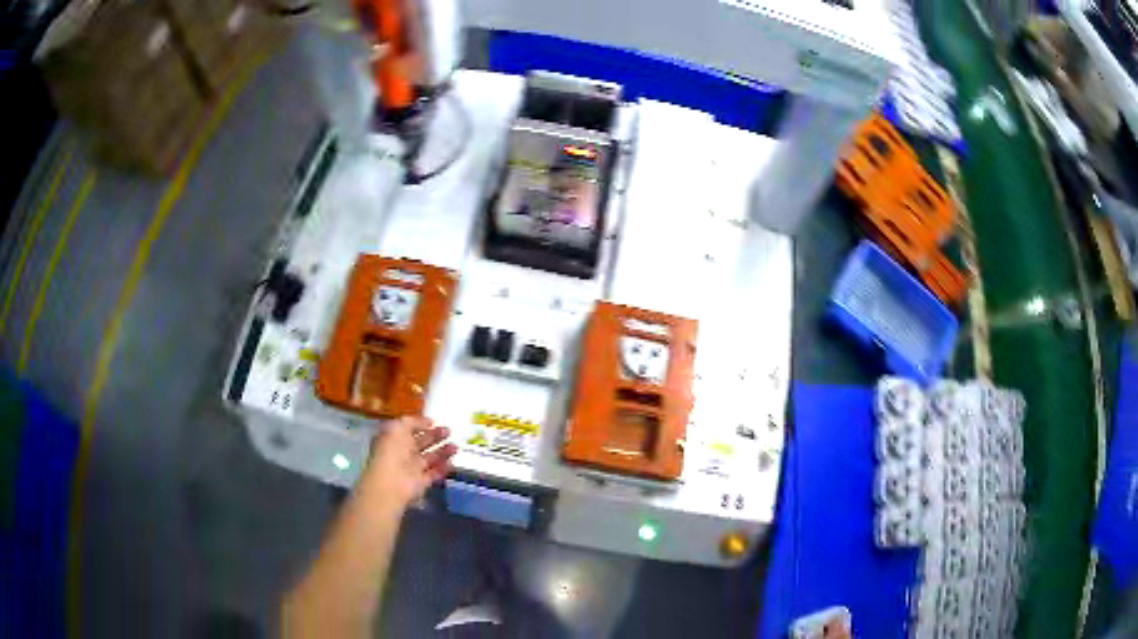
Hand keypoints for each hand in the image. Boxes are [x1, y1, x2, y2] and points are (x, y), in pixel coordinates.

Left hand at [361, 416, 456, 509]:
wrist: (392, 481)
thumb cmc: (392, 450)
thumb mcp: (398, 427)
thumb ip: (413, 422)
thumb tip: (428, 422)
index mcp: (394, 438)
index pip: (408, 430)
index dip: (421, 425)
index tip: (434, 422)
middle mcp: (402, 453)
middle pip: (421, 443)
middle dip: (435, 437)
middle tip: (449, 431)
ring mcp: (412, 468)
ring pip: (430, 458)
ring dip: (442, 452)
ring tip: (455, 446)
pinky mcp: (421, 482)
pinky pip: (434, 473)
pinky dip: (443, 468)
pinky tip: (453, 462)